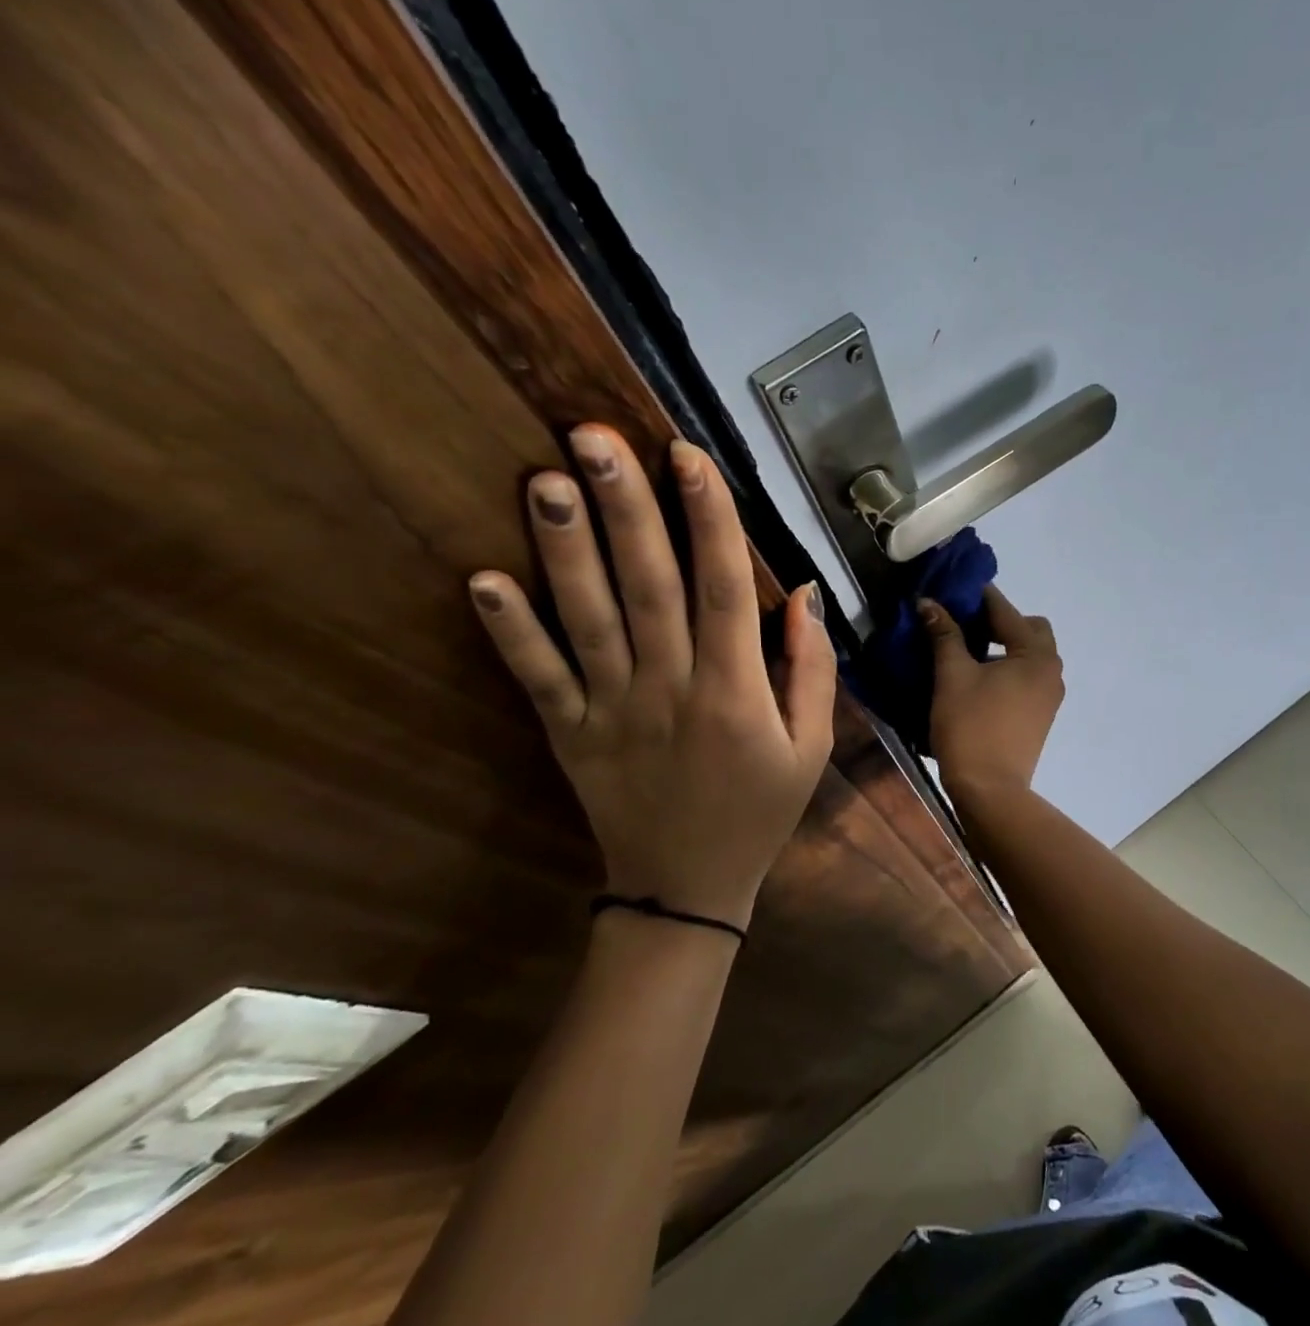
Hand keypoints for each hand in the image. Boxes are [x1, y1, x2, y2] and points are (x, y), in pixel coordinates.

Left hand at [468, 428, 835, 930]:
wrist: (688, 888)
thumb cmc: (760, 810)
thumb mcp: (812, 747)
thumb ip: (811, 670)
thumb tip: (803, 595)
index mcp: (736, 692)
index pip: (725, 588)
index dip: (710, 519)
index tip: (688, 456)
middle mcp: (672, 689)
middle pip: (649, 586)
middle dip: (626, 508)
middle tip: (595, 437)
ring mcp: (613, 712)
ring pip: (589, 620)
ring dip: (566, 549)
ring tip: (545, 479)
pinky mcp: (570, 735)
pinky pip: (539, 679)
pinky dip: (510, 633)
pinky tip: (483, 580)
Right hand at [920, 585, 1063, 808]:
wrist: (990, 790)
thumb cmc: (971, 727)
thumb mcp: (952, 676)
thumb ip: (944, 635)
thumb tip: (929, 603)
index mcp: (1036, 655)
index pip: (1005, 611)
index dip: (977, 597)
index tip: (952, 587)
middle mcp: (1051, 670)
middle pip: (1028, 630)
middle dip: (999, 621)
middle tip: (963, 624)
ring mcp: (1049, 696)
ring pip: (1028, 655)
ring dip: (1003, 646)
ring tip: (966, 650)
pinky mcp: (1040, 715)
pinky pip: (1027, 677)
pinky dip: (1007, 668)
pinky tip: (978, 677)